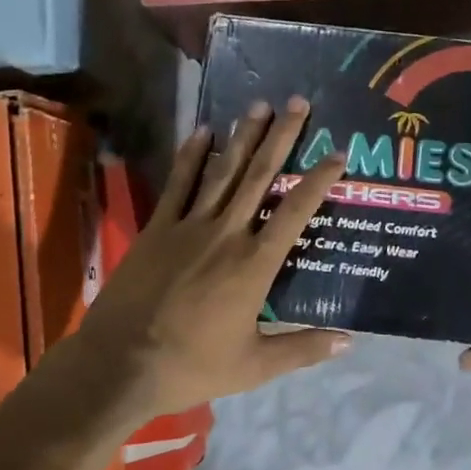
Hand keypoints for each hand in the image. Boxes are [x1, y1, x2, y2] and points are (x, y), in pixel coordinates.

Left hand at [73, 97, 350, 420]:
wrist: (120, 365)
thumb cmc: (191, 366)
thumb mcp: (253, 366)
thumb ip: (302, 350)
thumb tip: (349, 342)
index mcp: (254, 264)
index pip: (295, 212)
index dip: (318, 180)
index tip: (337, 153)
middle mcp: (227, 233)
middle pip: (259, 176)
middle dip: (281, 137)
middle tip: (297, 103)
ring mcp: (189, 225)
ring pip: (223, 171)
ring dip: (243, 136)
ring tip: (258, 105)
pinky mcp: (158, 227)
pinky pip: (179, 184)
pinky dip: (192, 156)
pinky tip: (203, 131)